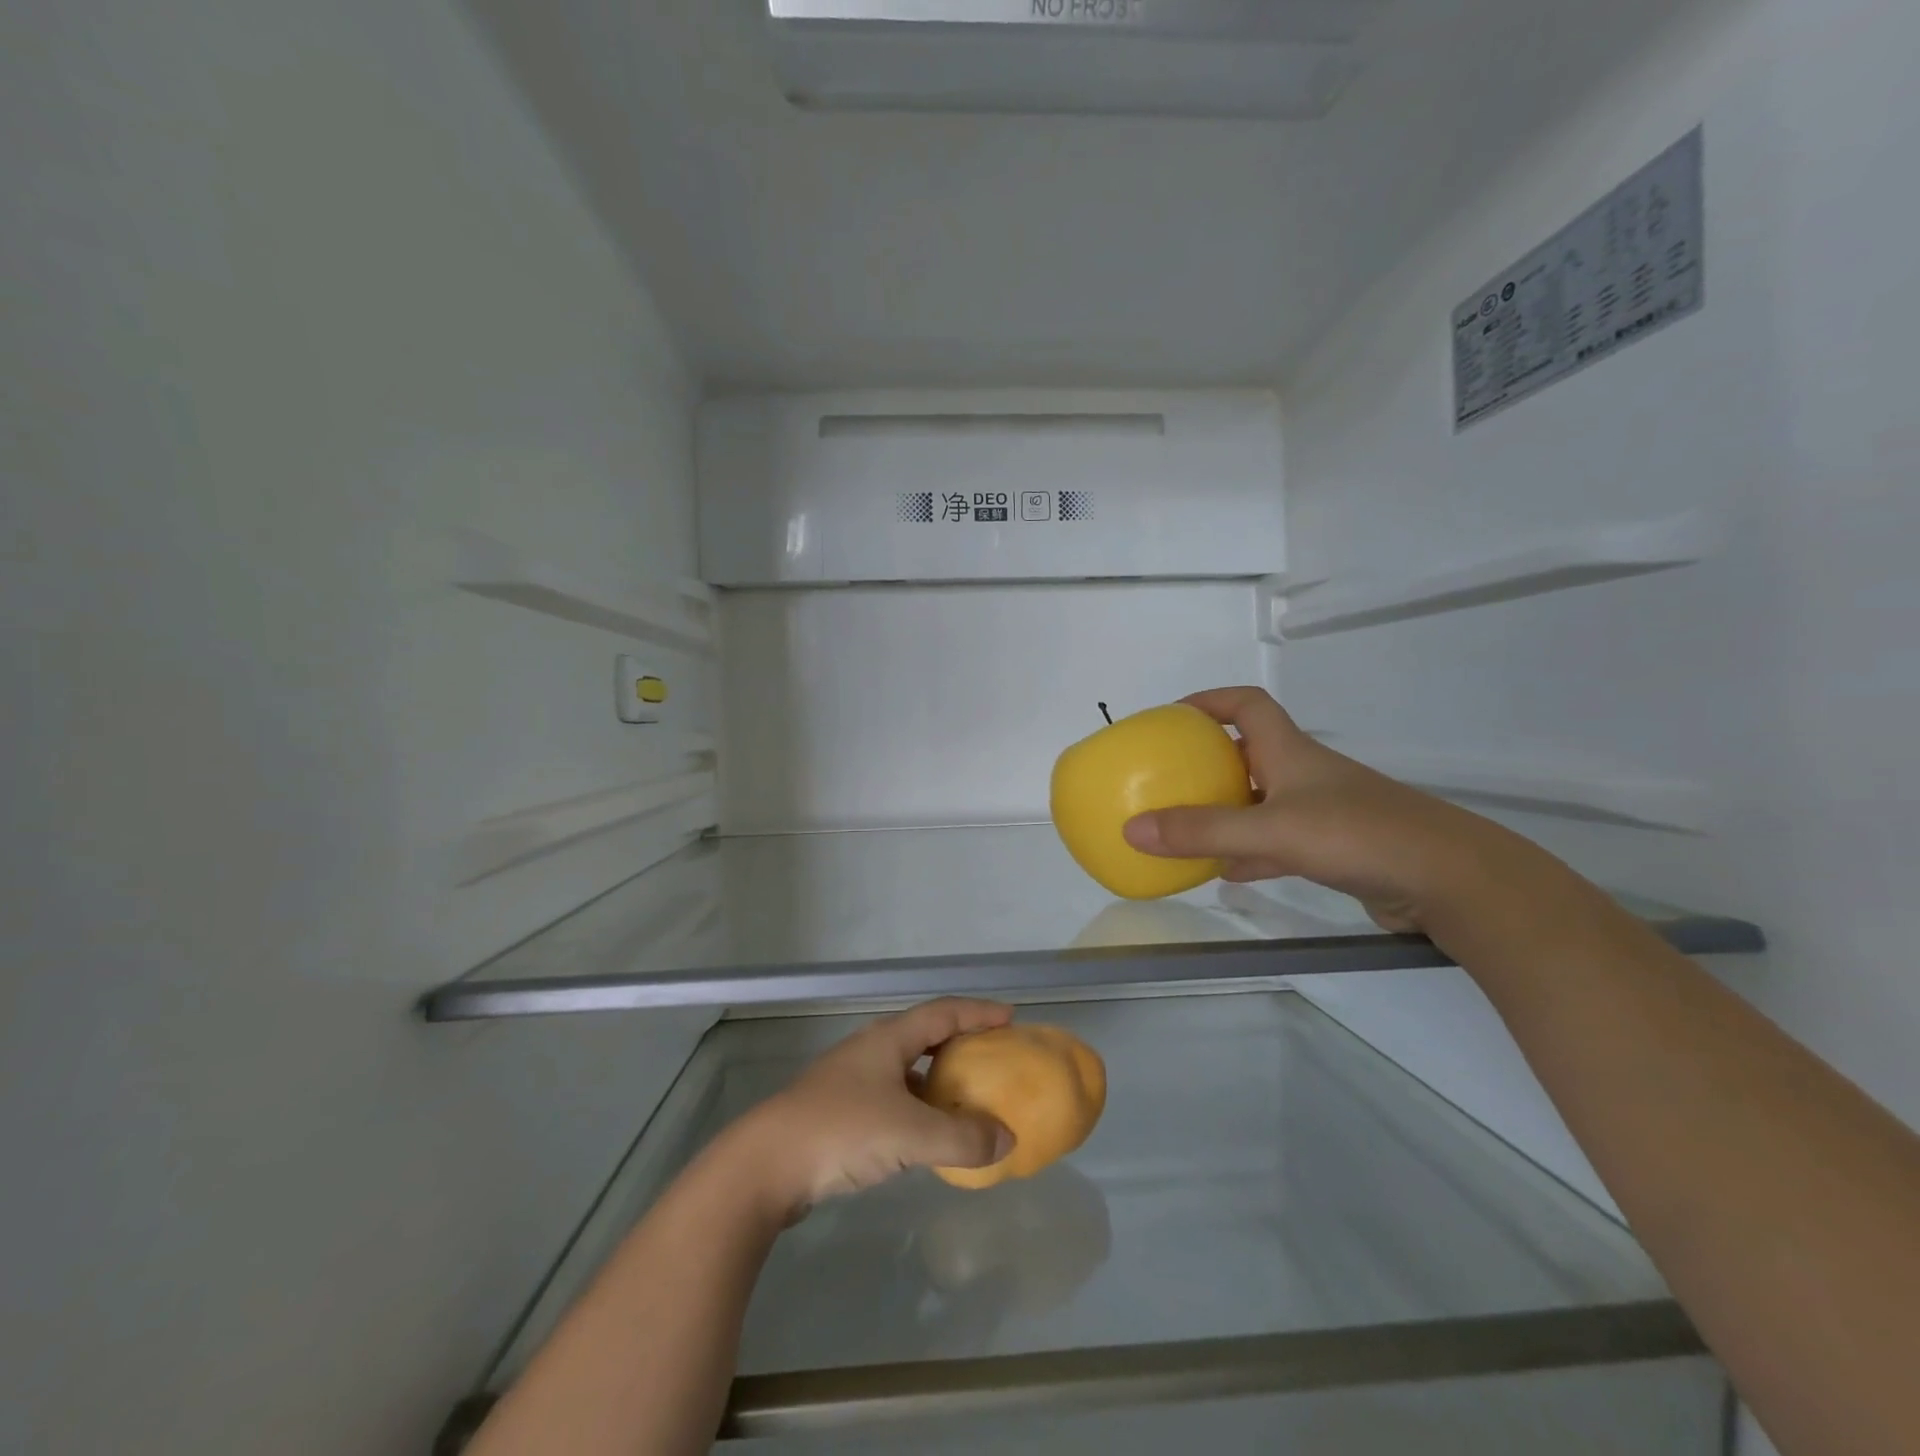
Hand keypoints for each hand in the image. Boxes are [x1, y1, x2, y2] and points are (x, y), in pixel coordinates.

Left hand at [731, 999, 1017, 1221]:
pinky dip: (917, 1108)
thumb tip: (1007, 1139)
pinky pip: (892, 1098)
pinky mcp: (838, 1111)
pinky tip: (926, 1134)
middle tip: (993, 1057)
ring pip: (906, 1069)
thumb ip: (962, 1137)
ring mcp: (850, 1080)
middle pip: (924, 1035)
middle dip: (960, 1043)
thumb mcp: (910, 1134)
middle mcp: (870, 1051)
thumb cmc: (841, 1132)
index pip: (942, 1013)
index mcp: (888, 1039)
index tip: (1010, 1018)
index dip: (978, 1012)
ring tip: (966, 1097)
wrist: (764, 1165)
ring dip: (937, 1079)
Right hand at [1121, 687, 1514, 933]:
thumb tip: (1132, 829)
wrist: (1451, 881)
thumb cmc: (1359, 835)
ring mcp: (1322, 812)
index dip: (1209, 700)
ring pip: (1261, 800)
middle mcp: (1304, 775)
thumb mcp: (1271, 830)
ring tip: (1186, 825)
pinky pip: (1277, 842)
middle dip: (1208, 760)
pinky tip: (1226, 872)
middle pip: (1249, 752)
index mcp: (1290, 752)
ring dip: (1226, 808)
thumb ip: (1202, 830)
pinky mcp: (1335, 849)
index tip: (1171, 715)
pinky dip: (1248, 851)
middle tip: (1169, 776)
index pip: (1246, 705)